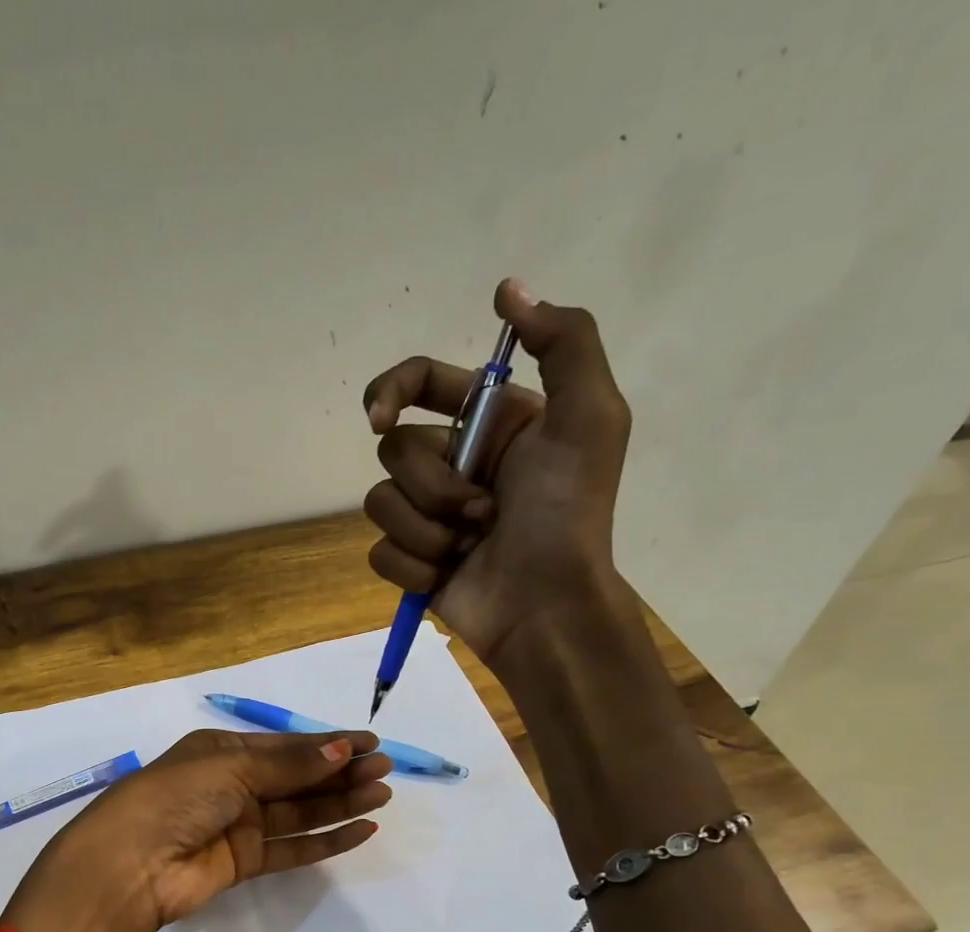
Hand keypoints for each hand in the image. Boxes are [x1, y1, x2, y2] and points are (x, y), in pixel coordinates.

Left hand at [6, 731, 391, 931]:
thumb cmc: (176, 797)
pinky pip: (293, 848)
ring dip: (340, 802)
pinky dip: (326, 840)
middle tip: (384, 770)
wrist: (130, 864)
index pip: (285, 745)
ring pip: (300, 812)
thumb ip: (290, 764)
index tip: (370, 743)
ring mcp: (239, 825)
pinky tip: (360, 830)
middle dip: (340, 772)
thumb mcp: (232, 768)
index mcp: (223, 751)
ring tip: (382, 795)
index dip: (327, 743)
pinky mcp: (244, 863)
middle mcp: (232, 784)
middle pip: (297, 777)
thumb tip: (341, 748)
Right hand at [362, 279, 632, 665]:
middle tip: (482, 510)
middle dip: (433, 485)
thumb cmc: (567, 513)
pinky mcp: (412, 559)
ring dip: (426, 528)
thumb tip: (508, 288)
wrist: (546, 605)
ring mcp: (429, 515)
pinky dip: (413, 564)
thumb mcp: (589, 418)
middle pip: (395, 450)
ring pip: (381, 502)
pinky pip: (380, 550)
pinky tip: (446, 574)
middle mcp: (455, 462)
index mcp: (491, 423)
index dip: (390, 391)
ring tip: (469, 546)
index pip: (421, 383)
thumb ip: (564, 342)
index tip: (381, 419)